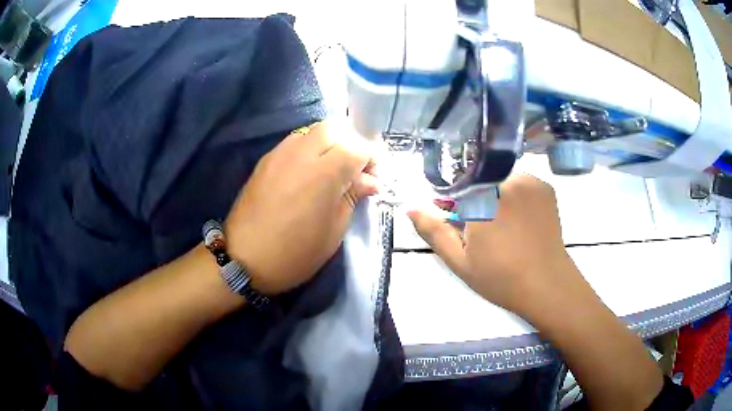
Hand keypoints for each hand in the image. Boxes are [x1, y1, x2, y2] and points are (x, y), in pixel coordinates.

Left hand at [225, 121, 377, 294]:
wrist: (243, 259)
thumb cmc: (295, 253)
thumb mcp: (334, 231)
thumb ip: (353, 197)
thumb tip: (369, 181)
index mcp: (324, 173)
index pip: (358, 147)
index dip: (372, 158)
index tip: (375, 177)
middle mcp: (301, 153)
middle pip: (335, 128)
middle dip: (351, 143)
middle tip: (354, 169)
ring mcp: (280, 153)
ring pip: (314, 130)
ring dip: (330, 143)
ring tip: (332, 169)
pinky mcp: (266, 159)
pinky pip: (295, 141)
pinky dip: (310, 148)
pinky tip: (309, 172)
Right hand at [408, 174, 581, 316]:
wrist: (548, 285)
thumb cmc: (501, 277)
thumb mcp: (460, 261)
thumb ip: (434, 232)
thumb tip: (411, 208)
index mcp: (483, 196)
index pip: (456, 185)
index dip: (454, 204)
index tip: (460, 223)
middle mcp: (508, 179)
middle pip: (480, 180)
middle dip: (476, 200)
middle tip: (484, 230)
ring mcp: (531, 181)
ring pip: (500, 179)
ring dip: (495, 195)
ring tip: (504, 227)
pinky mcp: (546, 187)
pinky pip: (521, 183)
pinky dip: (515, 195)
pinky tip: (520, 221)